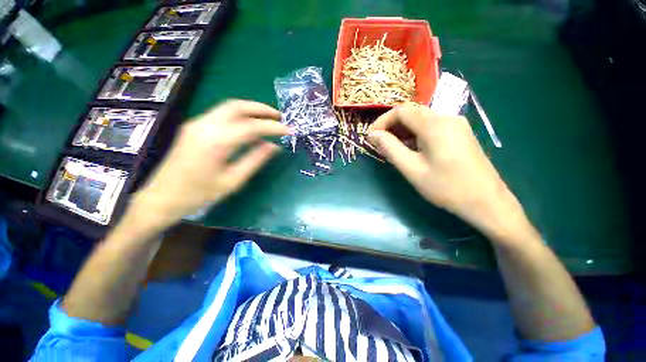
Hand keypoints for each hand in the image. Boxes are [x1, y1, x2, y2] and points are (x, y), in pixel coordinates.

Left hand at [131, 100, 290, 231]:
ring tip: (269, 118)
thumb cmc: (199, 194)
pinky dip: (240, 115)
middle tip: (280, 117)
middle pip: (237, 106)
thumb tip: (274, 147)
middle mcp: (205, 126)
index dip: (273, 127)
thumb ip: (255, 160)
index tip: (290, 130)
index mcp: (216, 142)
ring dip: (251, 110)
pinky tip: (250, 125)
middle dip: (261, 109)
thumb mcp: (233, 181)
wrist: (162, 198)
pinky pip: (221, 114)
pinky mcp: (194, 127)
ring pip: (228, 107)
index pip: (252, 127)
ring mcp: (197, 124)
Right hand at [367, 103, 528, 240]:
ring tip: (392, 148)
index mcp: (434, 125)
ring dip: (403, 130)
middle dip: (391, 126)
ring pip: (421, 119)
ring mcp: (456, 125)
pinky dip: (416, 134)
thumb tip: (372, 135)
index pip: (401, 111)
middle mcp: (447, 118)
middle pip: (412, 113)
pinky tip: (411, 149)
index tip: (371, 137)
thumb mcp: (411, 169)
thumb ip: (390, 148)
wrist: (487, 202)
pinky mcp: (460, 133)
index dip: (381, 121)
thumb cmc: (446, 187)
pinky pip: (432, 127)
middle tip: (379, 144)